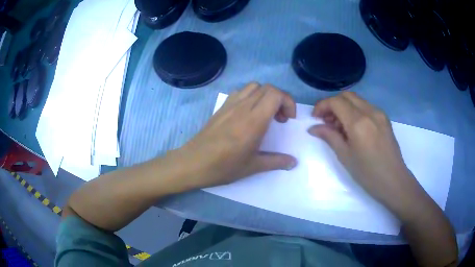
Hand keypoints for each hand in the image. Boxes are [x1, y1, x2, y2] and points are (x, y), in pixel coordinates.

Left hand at [174, 83, 297, 188]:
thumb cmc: (223, 167)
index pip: (275, 94)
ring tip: (265, 114)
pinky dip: (251, 96)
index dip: (288, 101)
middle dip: (280, 99)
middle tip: (280, 119)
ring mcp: (230, 105)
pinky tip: (248, 114)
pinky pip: (240, 92)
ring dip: (265, 96)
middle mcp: (243, 107)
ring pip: (253, 87)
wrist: (193, 163)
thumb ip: (276, 162)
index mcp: (254, 120)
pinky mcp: (221, 107)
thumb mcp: (253, 167)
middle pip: (267, 88)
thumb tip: (294, 163)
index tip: (288, 119)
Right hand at [308, 92, 426, 217]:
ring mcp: (379, 113)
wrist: (393, 180)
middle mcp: (370, 111)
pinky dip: (355, 111)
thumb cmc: (367, 173)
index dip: (322, 106)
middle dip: (332, 104)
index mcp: (358, 122)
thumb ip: (329, 137)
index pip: (336, 102)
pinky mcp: (384, 118)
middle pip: (346, 96)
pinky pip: (366, 106)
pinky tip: (353, 127)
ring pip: (356, 100)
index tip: (315, 118)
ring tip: (339, 126)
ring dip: (344, 107)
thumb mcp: (345, 156)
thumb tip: (313, 128)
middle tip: (326, 121)